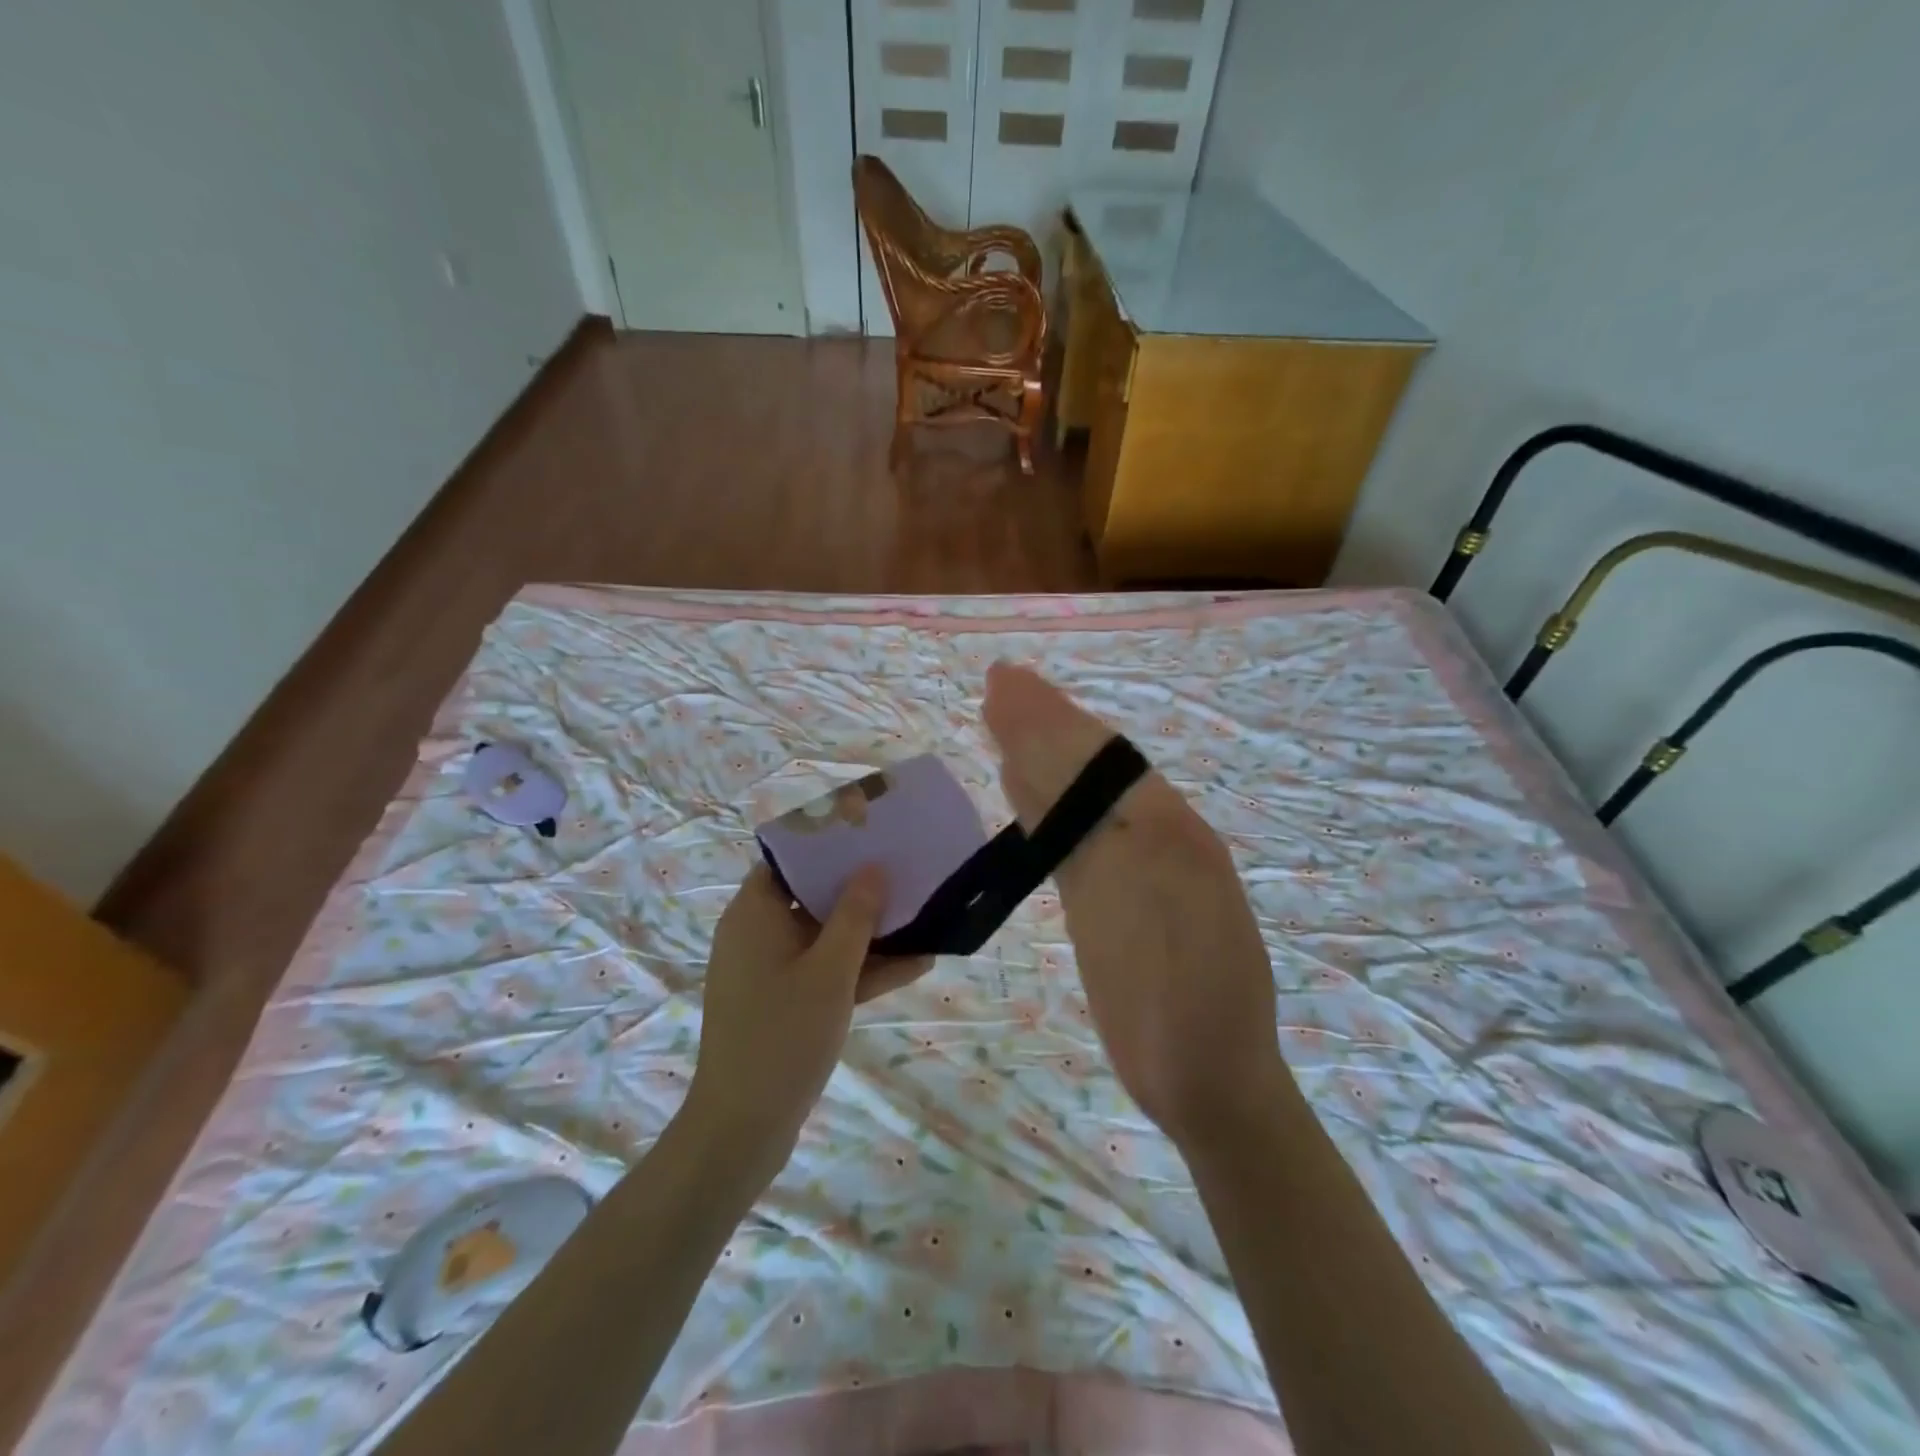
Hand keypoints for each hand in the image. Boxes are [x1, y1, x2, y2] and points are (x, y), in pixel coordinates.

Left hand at [684, 865, 931, 1167]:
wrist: (743, 1128)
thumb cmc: (783, 1035)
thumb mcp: (830, 970)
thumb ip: (855, 915)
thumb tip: (873, 867)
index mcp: (754, 914)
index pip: (788, 860)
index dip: (827, 845)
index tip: (869, 836)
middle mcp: (758, 935)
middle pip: (811, 896)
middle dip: (860, 888)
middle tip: (905, 870)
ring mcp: (772, 972)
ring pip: (824, 937)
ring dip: (870, 933)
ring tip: (923, 916)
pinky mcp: (786, 1003)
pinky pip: (826, 972)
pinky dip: (861, 970)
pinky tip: (917, 964)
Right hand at [983, 663, 1298, 1150]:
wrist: (1210, 1080)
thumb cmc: (1190, 1008)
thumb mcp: (1166, 920)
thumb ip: (1111, 844)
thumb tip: (1052, 779)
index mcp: (1173, 832)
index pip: (1102, 762)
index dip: (1054, 721)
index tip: (1009, 684)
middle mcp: (1153, 837)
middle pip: (1087, 769)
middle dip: (1043, 723)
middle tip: (999, 682)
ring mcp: (1128, 869)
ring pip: (1075, 799)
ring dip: (1038, 755)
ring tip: (1001, 715)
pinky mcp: (1105, 901)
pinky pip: (1066, 841)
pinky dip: (1039, 807)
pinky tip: (1016, 785)